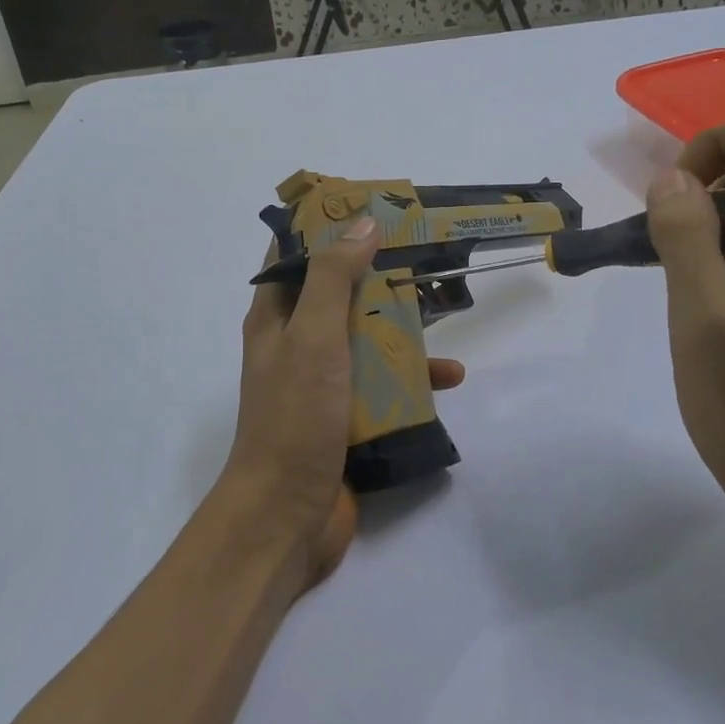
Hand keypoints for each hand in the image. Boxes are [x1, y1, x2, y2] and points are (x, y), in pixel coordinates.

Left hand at [219, 217, 465, 589]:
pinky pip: (382, 386)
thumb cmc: (294, 416)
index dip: (324, 226)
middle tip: (423, 255)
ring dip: (401, 327)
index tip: (368, 208)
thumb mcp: (312, 336)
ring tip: (446, 310)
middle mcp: (296, 345)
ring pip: (365, 339)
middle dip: (378, 275)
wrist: (287, 515)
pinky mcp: (346, 418)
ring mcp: (322, 384)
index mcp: (276, 318)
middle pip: (339, 295)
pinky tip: (448, 379)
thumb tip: (361, 223)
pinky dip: (412, 379)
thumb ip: (332, 278)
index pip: (292, 255)